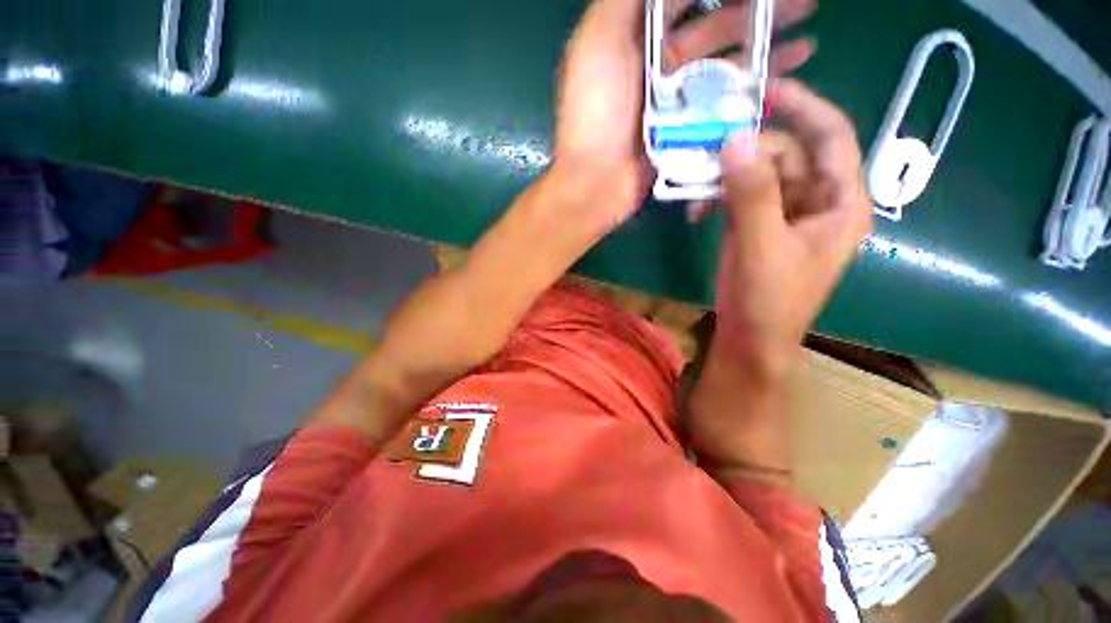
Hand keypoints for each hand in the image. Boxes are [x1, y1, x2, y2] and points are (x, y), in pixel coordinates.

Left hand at [553, 0, 817, 232]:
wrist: (595, 185)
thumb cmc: (593, 115)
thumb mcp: (597, 43)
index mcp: (636, 40)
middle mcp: (659, 65)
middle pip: (715, 24)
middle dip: (756, 7)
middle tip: (803, 0)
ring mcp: (676, 100)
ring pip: (727, 61)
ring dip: (765, 42)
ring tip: (807, 29)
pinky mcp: (687, 130)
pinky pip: (726, 101)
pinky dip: (755, 85)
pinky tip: (788, 71)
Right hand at [709, 78, 872, 378]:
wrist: (750, 339)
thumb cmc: (767, 300)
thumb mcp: (760, 246)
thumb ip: (752, 194)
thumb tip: (736, 139)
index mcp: (841, 203)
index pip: (833, 136)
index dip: (804, 107)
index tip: (765, 91)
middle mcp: (818, 201)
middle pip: (787, 155)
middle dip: (747, 153)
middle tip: (706, 154)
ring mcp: (787, 214)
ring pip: (760, 174)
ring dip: (726, 177)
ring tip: (694, 190)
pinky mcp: (760, 225)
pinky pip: (742, 196)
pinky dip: (719, 198)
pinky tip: (697, 211)